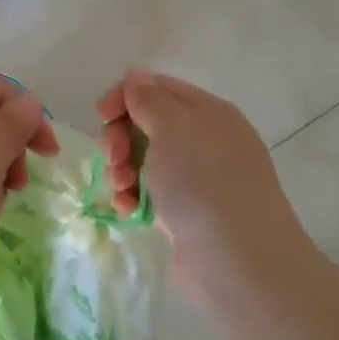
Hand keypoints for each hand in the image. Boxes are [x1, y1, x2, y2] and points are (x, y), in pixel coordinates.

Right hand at [95, 70, 302, 295]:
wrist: (238, 262)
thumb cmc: (202, 183)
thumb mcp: (172, 128)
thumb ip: (149, 99)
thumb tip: (137, 78)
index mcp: (209, 113)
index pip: (159, 87)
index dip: (125, 96)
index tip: (100, 116)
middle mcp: (208, 141)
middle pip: (149, 124)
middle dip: (121, 137)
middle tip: (112, 157)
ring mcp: (200, 179)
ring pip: (147, 160)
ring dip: (124, 169)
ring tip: (121, 189)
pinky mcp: (190, 213)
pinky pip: (153, 193)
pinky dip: (135, 197)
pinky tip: (128, 210)